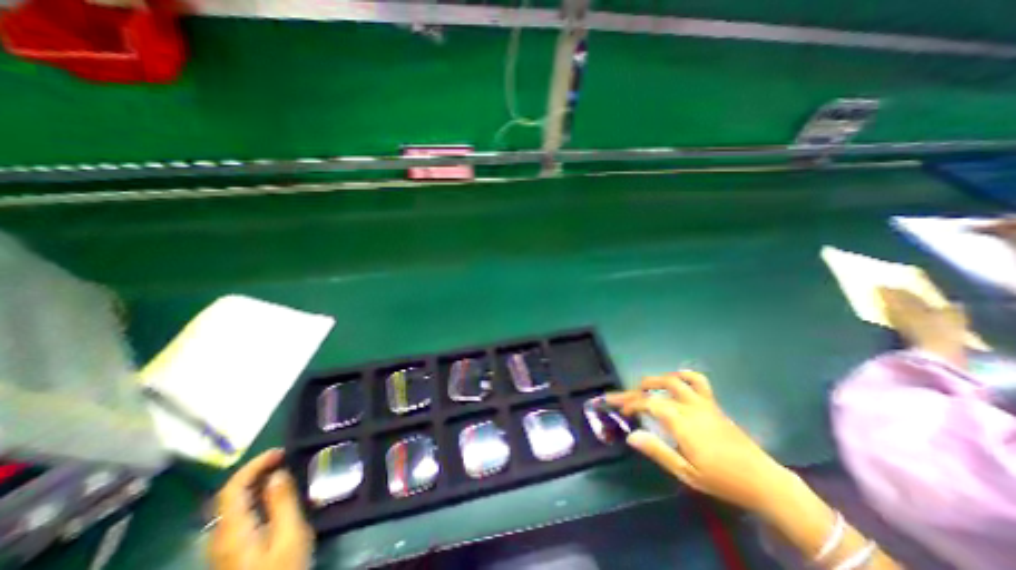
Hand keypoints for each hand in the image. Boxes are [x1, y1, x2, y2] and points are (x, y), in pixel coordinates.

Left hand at [209, 450, 313, 569]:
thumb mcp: (291, 534)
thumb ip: (282, 502)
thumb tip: (277, 474)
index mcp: (233, 531)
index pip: (232, 488)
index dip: (254, 464)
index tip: (281, 452)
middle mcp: (220, 537)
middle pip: (228, 496)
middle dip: (254, 471)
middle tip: (283, 459)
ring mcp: (222, 547)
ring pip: (231, 506)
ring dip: (253, 483)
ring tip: (280, 471)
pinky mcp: (230, 553)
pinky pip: (237, 516)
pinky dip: (253, 497)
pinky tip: (272, 497)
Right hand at [605, 373, 788, 513]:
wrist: (762, 481)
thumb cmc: (721, 480)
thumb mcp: (685, 472)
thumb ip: (657, 450)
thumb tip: (631, 435)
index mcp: (681, 421)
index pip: (648, 403)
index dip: (630, 403)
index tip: (620, 410)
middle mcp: (690, 405)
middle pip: (658, 387)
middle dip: (637, 389)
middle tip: (626, 398)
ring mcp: (703, 402)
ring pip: (675, 379)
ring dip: (657, 380)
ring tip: (645, 386)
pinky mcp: (713, 404)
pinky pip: (698, 381)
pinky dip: (684, 376)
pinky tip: (676, 380)